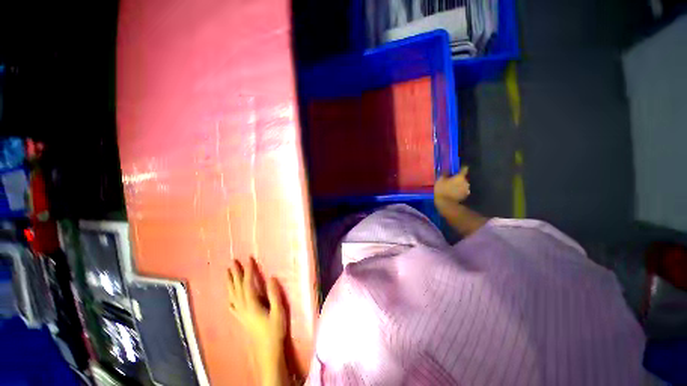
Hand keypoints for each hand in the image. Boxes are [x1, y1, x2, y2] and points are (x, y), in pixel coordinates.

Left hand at [227, 259, 285, 368]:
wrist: (267, 349)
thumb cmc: (274, 329)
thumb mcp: (278, 311)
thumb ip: (274, 294)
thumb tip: (271, 278)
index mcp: (252, 304)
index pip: (248, 284)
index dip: (249, 271)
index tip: (249, 259)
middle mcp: (243, 307)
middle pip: (237, 288)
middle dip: (235, 274)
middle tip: (233, 262)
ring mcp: (241, 314)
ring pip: (232, 295)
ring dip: (230, 283)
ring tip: (227, 273)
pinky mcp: (241, 319)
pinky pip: (232, 306)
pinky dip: (229, 298)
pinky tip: (229, 296)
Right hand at [434, 166, 470, 203]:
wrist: (445, 203)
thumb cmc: (442, 190)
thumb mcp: (440, 180)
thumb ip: (445, 174)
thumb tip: (447, 169)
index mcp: (460, 177)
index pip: (465, 169)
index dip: (463, 167)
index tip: (460, 168)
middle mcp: (466, 182)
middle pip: (465, 177)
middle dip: (461, 177)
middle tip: (454, 178)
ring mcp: (467, 189)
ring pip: (464, 184)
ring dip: (461, 184)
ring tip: (454, 185)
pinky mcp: (465, 195)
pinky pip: (463, 190)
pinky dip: (460, 190)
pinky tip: (455, 191)